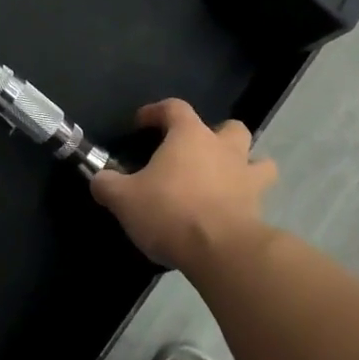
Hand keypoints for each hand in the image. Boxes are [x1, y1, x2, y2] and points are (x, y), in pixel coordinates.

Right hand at [88, 99, 276, 270]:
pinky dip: (247, 202)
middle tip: (195, 153)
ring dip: (245, 166)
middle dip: (216, 135)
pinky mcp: (260, 210)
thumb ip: (107, 184)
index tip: (142, 123)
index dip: (157, 111)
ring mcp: (247, 179)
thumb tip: (99, 179)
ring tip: (226, 181)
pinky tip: (230, 214)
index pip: (175, 108)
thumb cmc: (170, 211)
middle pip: (230, 128)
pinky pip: (259, 198)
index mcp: (190, 135)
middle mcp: (224, 149)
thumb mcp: (125, 199)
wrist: (220, 251)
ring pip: (258, 162)